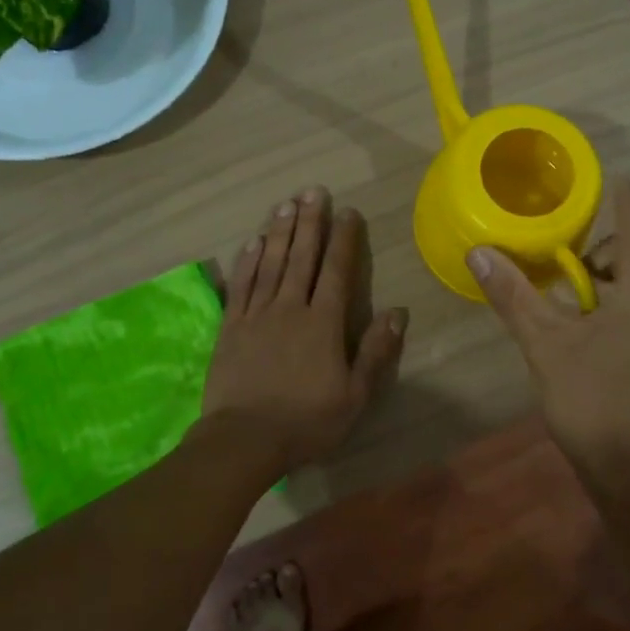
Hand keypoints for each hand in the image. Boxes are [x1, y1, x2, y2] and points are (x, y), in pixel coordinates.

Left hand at [201, 186, 407, 471]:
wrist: (245, 440)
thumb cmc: (307, 421)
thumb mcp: (355, 395)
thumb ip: (375, 351)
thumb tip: (398, 312)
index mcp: (323, 323)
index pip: (336, 271)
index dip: (343, 240)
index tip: (347, 212)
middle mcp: (290, 308)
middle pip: (302, 257)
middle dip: (310, 222)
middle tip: (313, 191)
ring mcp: (257, 315)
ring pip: (270, 264)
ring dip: (279, 232)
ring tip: (286, 204)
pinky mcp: (231, 327)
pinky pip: (241, 285)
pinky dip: (248, 261)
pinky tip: (253, 241)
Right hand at [467, 177, 629, 476]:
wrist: (629, 467)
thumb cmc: (590, 400)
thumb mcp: (544, 344)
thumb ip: (513, 295)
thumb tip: (479, 253)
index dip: (625, 201)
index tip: (614, 177)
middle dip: (620, 240)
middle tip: (578, 251)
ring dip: (622, 268)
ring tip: (579, 282)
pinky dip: (626, 292)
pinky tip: (592, 315)